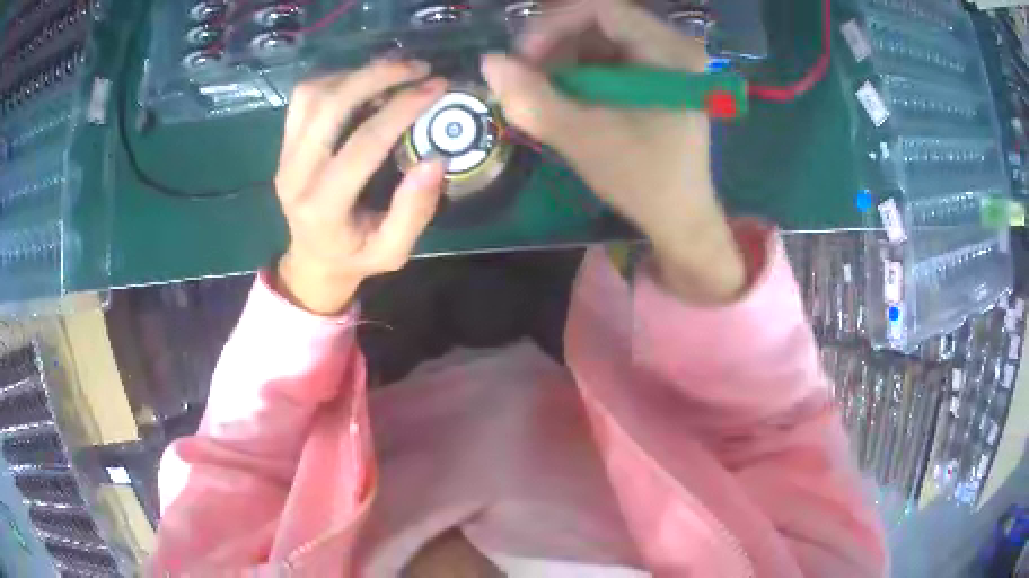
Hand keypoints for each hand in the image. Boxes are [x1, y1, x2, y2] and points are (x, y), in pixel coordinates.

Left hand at [274, 60, 448, 314]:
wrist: (312, 261)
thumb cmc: (355, 258)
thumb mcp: (394, 251)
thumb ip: (414, 211)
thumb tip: (436, 159)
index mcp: (324, 208)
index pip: (363, 145)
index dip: (402, 110)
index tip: (437, 87)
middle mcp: (296, 176)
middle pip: (330, 106)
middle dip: (377, 76)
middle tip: (418, 68)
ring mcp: (284, 157)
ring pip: (312, 94)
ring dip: (356, 74)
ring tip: (394, 72)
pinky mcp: (284, 144)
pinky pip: (304, 98)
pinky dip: (335, 80)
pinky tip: (363, 83)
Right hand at [481, 0, 745, 302]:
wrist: (680, 218)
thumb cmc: (643, 180)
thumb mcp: (582, 137)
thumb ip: (531, 98)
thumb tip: (488, 61)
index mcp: (669, 52)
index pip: (601, 9)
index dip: (553, 25)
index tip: (523, 59)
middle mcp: (673, 47)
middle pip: (599, 23)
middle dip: (555, 46)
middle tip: (527, 78)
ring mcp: (667, 62)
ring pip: (600, 40)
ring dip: (563, 61)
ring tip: (543, 93)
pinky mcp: (657, 78)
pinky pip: (609, 59)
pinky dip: (579, 74)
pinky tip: (566, 98)